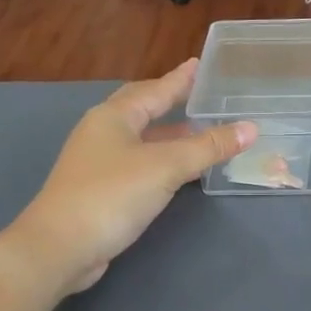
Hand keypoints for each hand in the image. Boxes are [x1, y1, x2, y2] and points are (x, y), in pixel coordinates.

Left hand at [4, 61, 255, 297]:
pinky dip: (161, 158)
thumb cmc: (112, 194)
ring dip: (168, 132)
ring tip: (198, 130)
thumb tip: (251, 128)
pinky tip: (177, 168)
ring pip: (140, 137)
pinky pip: (137, 161)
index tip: (198, 64)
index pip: (154, 89)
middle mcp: (102, 132)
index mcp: (114, 117)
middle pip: (141, 108)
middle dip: (169, 100)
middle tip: (197, 93)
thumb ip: (209, 147)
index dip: (179, 78)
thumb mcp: (167, 166)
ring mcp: (97, 161)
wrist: (60, 247)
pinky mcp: (99, 188)